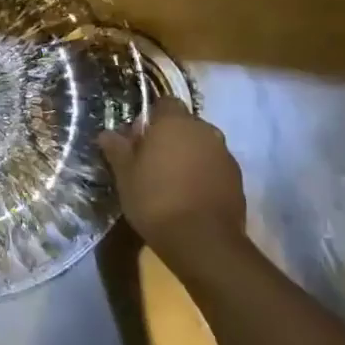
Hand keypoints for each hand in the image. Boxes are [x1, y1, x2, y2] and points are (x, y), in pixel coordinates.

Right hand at [98, 102, 247, 259]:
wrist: (202, 241)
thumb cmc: (155, 199)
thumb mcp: (125, 175)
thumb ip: (117, 149)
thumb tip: (106, 133)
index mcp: (175, 123)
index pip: (164, 103)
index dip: (151, 118)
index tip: (138, 139)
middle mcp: (205, 131)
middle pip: (184, 124)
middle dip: (170, 137)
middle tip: (151, 162)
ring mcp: (225, 155)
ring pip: (201, 146)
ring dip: (188, 156)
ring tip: (171, 181)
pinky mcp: (237, 179)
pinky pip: (214, 167)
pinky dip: (203, 174)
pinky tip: (190, 195)